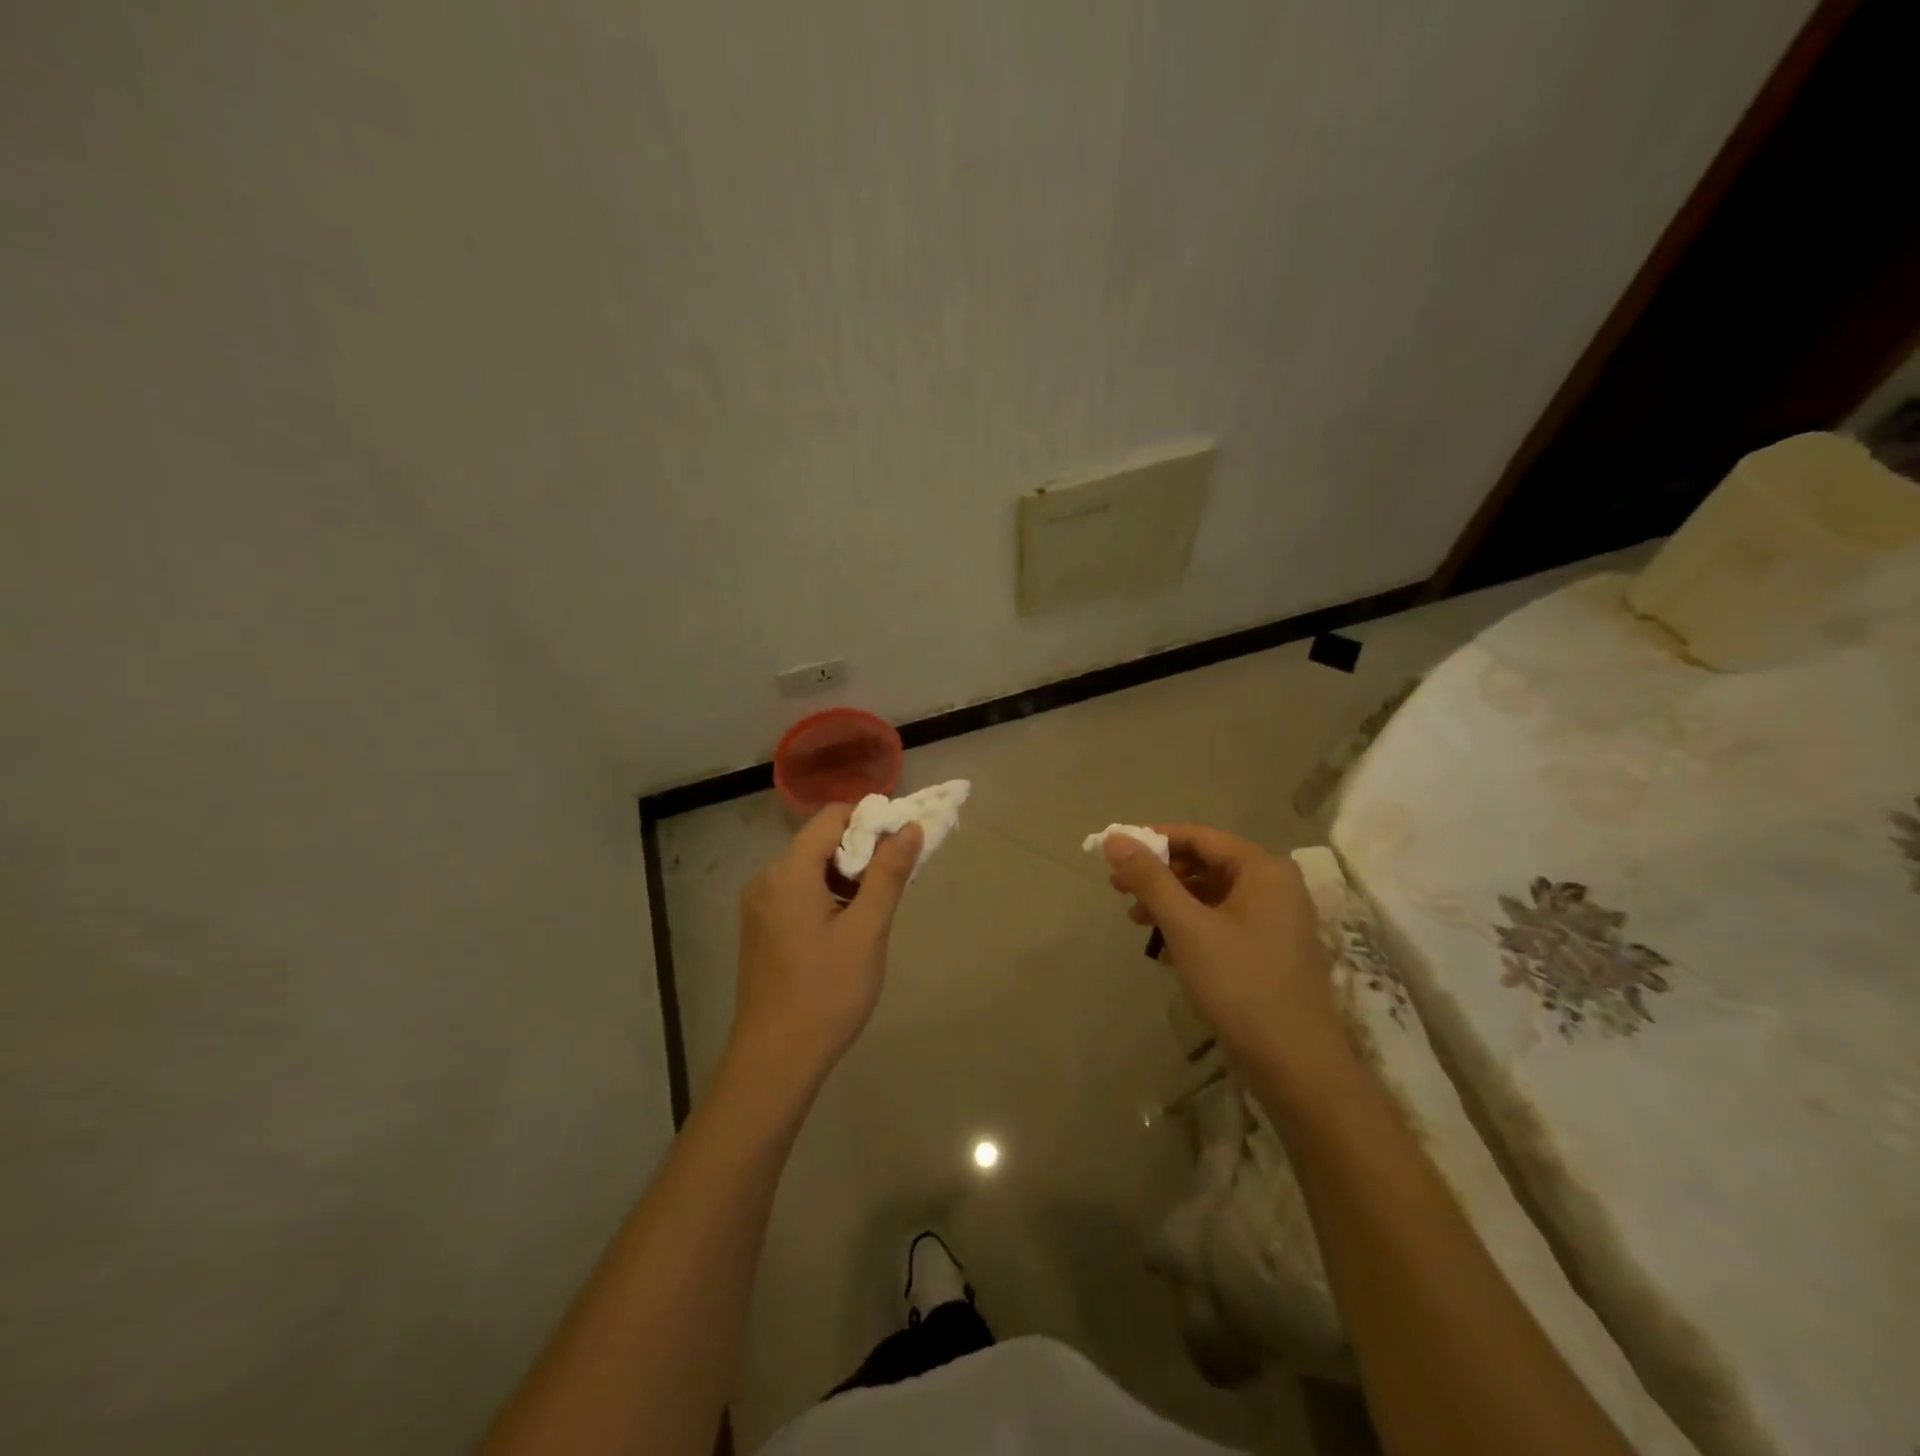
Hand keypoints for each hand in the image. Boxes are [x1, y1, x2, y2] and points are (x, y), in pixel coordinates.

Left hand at [729, 804, 921, 1090]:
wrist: (774, 1062)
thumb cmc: (826, 994)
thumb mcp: (867, 931)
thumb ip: (888, 874)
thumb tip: (909, 827)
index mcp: (788, 872)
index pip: (832, 817)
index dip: (871, 821)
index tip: (902, 845)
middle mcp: (766, 879)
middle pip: (819, 842)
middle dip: (861, 851)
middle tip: (894, 882)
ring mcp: (758, 906)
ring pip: (810, 869)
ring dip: (846, 876)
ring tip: (875, 910)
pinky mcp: (760, 929)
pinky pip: (797, 893)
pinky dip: (827, 895)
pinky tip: (847, 928)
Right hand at [1104, 824, 1338, 1061]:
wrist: (1295, 1064)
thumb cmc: (1239, 984)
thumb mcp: (1186, 926)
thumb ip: (1149, 878)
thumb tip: (1115, 838)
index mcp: (1263, 869)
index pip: (1199, 836)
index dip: (1153, 839)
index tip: (1114, 852)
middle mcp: (1275, 884)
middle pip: (1206, 862)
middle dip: (1159, 873)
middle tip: (1117, 888)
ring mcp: (1277, 918)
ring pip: (1212, 892)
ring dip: (1171, 899)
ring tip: (1135, 917)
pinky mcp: (1271, 947)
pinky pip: (1223, 918)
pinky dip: (1191, 922)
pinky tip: (1164, 942)